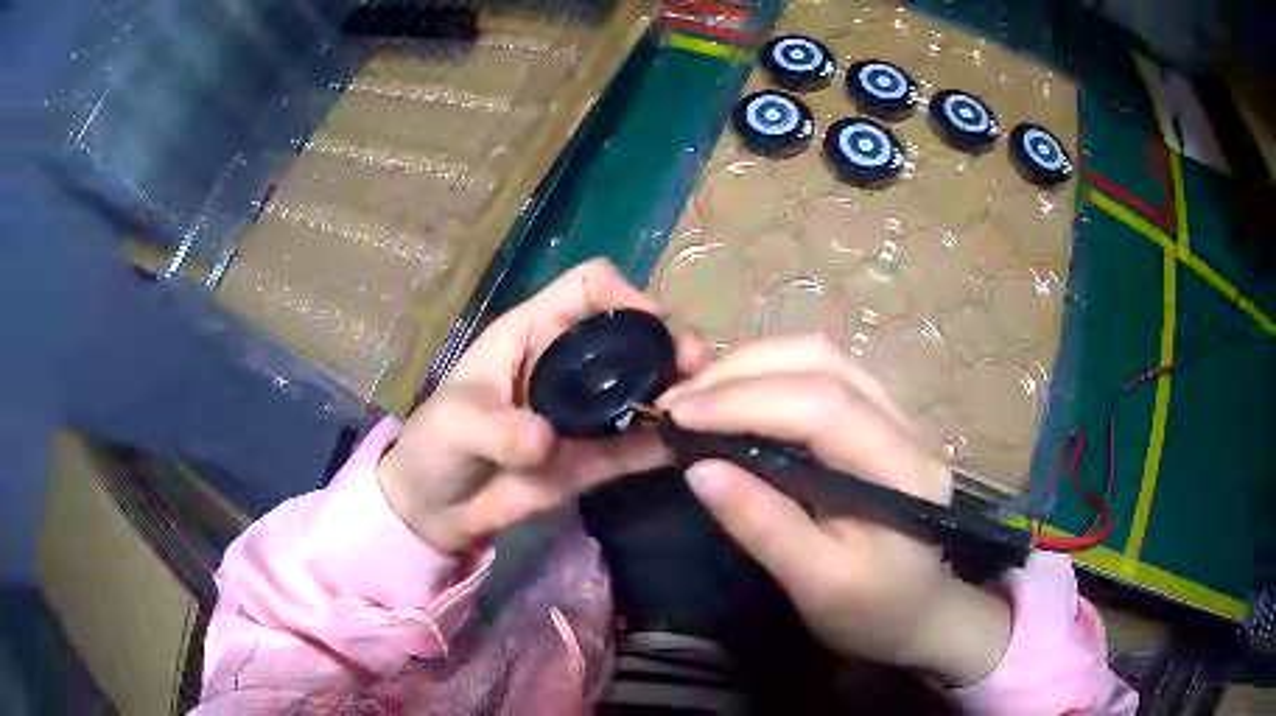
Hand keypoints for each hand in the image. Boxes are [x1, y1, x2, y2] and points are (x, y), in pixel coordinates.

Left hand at [379, 259, 707, 553]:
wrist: (435, 507)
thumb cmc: (434, 444)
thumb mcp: (455, 424)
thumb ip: (497, 428)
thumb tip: (547, 443)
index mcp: (533, 331)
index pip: (590, 286)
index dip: (626, 293)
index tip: (653, 325)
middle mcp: (568, 362)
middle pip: (632, 332)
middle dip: (669, 344)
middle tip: (696, 372)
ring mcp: (586, 410)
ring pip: (645, 385)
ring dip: (677, 391)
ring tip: (702, 409)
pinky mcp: (594, 456)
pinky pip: (636, 444)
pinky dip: (663, 442)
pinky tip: (687, 447)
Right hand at [659, 335, 1009, 685]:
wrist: (918, 613)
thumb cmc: (872, 610)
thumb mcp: (817, 584)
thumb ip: (763, 525)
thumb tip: (699, 469)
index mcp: (903, 469)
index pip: (824, 406)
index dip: (746, 401)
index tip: (679, 415)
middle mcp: (906, 424)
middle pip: (822, 363)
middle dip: (740, 372)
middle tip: (677, 401)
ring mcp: (895, 413)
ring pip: (821, 357)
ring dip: (752, 365)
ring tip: (697, 393)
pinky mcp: (876, 417)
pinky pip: (820, 373)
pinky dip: (768, 373)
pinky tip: (734, 394)